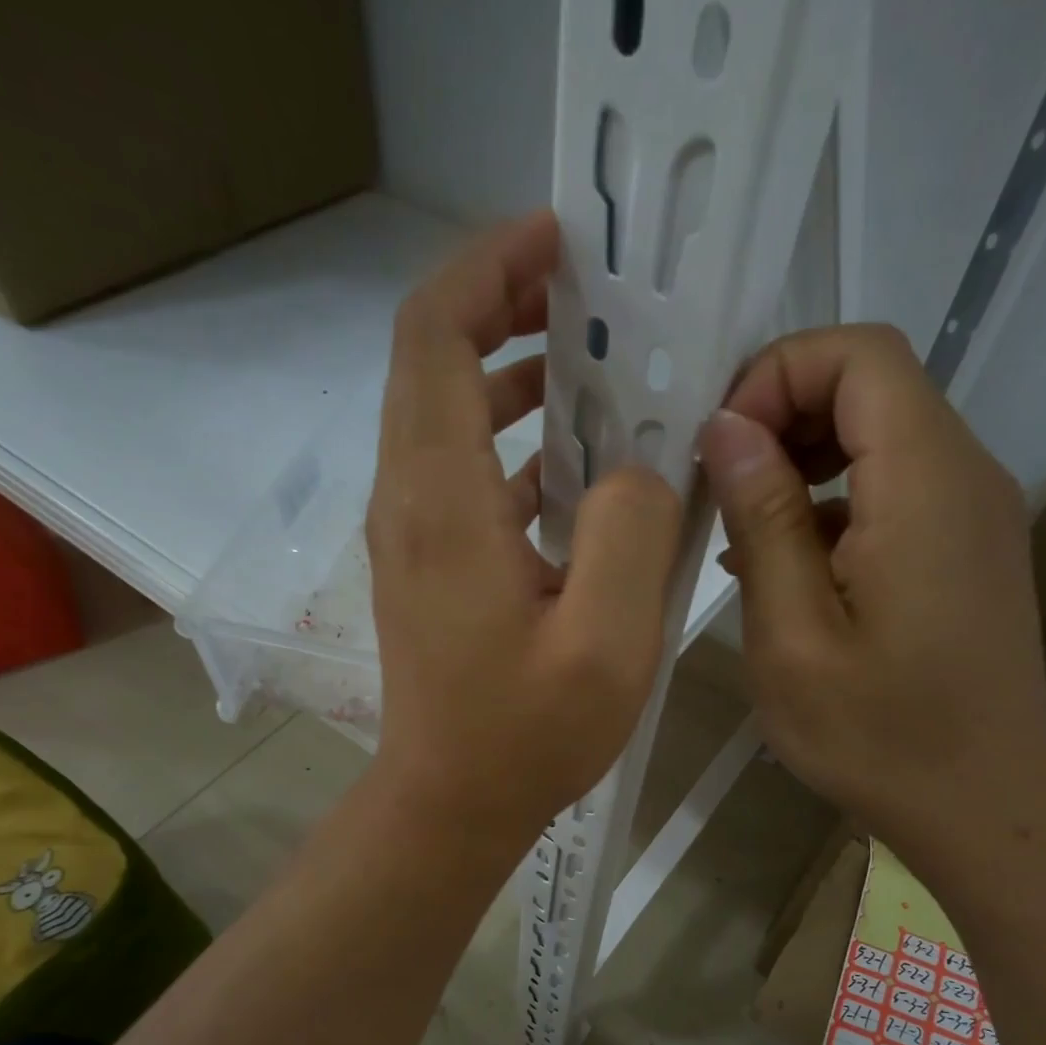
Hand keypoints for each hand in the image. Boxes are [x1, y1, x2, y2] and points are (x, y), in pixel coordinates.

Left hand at [367, 211, 683, 844]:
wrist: (450, 803)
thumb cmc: (525, 735)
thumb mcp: (607, 641)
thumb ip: (631, 532)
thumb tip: (637, 469)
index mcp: (442, 499)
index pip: (434, 334)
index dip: (488, 267)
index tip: (559, 242)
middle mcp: (408, 498)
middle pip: (431, 360)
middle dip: (503, 306)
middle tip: (587, 296)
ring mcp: (409, 532)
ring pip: (443, 413)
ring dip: (508, 374)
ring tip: (590, 367)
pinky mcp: (424, 563)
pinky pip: (457, 469)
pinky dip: (507, 439)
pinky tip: (571, 464)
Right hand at [697, 324, 1045, 857]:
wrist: (986, 810)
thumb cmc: (879, 736)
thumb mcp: (793, 635)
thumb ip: (764, 519)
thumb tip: (728, 428)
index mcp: (924, 484)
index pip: (859, 354)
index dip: (776, 376)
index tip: (721, 453)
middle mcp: (965, 476)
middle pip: (871, 386)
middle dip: (781, 416)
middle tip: (718, 492)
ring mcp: (973, 514)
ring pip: (880, 437)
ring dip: (802, 464)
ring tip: (741, 537)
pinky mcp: (966, 551)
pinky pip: (894, 490)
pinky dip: (832, 504)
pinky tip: (786, 571)